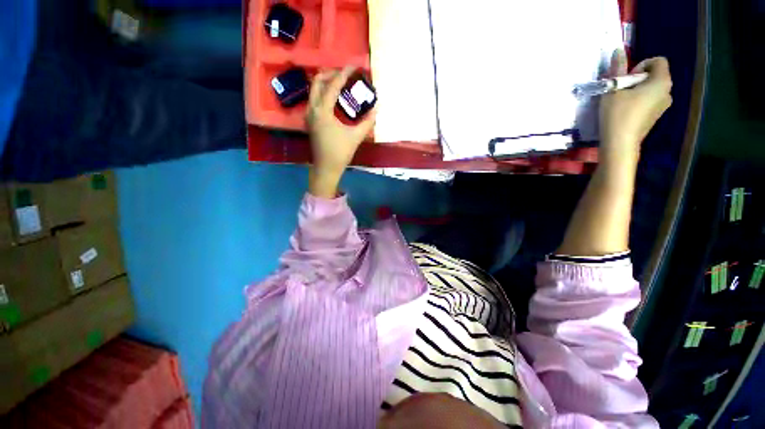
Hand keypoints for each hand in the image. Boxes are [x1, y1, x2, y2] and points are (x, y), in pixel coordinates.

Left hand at [306, 66, 375, 196]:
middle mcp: (312, 109)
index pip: (332, 85)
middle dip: (331, 74)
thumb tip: (376, 109)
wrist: (326, 168)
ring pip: (314, 90)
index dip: (343, 74)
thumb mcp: (356, 137)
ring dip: (326, 83)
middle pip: (317, 82)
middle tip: (345, 74)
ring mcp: (309, 115)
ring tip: (341, 83)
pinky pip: (315, 99)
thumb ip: (367, 122)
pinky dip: (323, 93)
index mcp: (322, 111)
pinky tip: (335, 99)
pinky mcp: (310, 121)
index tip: (353, 66)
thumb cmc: (340, 153)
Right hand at [599, 51, 672, 164]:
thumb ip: (617, 68)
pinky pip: (650, 100)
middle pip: (655, 75)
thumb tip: (618, 49)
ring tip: (622, 101)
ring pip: (652, 88)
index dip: (642, 65)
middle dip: (638, 78)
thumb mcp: (613, 89)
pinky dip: (639, 100)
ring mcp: (663, 105)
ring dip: (637, 90)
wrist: (620, 143)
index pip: (658, 61)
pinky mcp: (656, 116)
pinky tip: (626, 111)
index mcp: (661, 82)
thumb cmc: (618, 114)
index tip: (627, 77)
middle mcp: (668, 91)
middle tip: (621, 90)